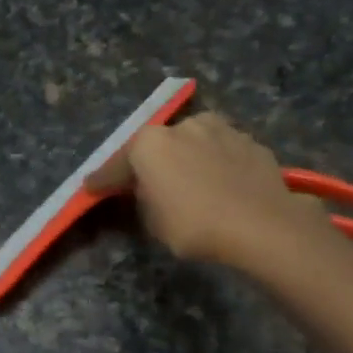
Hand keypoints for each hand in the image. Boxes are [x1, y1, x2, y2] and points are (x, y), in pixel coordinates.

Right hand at [84, 113, 322, 270]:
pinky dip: (217, 166)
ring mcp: (221, 129)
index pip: (117, 165)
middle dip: (152, 164)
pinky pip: (223, 154)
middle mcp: (183, 126)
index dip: (103, 180)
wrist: (261, 225)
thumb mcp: (154, 222)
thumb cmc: (195, 226)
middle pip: (159, 147)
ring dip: (188, 160)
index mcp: (150, 143)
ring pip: (194, 144)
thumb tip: (150, 189)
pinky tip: (222, 186)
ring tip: (191, 185)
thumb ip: (145, 199)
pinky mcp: (251, 142)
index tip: (91, 187)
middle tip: (149, 186)